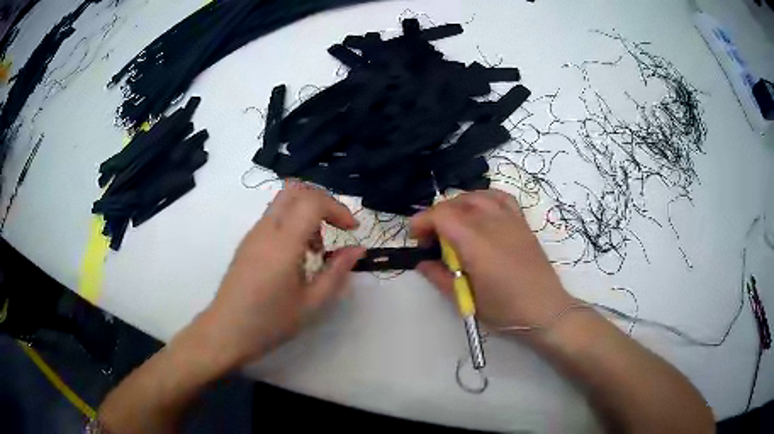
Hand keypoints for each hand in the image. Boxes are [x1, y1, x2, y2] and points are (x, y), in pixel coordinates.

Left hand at [198, 181, 364, 369]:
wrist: (226, 332)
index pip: (312, 202)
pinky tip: (296, 255)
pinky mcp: (247, 242)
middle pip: (295, 190)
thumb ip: (336, 272)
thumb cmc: (270, 322)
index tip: (352, 230)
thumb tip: (358, 249)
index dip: (338, 208)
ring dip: (306, 212)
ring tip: (316, 249)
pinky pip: (273, 217)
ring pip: (283, 201)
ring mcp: (253, 233)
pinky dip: (292, 222)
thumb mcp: (311, 303)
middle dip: (322, 201)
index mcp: (283, 244)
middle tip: (336, 227)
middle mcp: (266, 230)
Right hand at [411, 189, 574, 328]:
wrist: (544, 309)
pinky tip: (479, 211)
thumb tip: (422, 263)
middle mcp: (491, 223)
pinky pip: (499, 197)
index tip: (416, 239)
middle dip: (436, 216)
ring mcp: (509, 219)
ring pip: (475, 196)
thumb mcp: (467, 298)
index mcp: (475, 243)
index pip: (441, 215)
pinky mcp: (521, 221)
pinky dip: (483, 198)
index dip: (422, 222)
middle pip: (455, 203)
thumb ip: (440, 277)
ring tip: (453, 226)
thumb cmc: (504, 309)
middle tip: (432, 240)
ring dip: (457, 206)